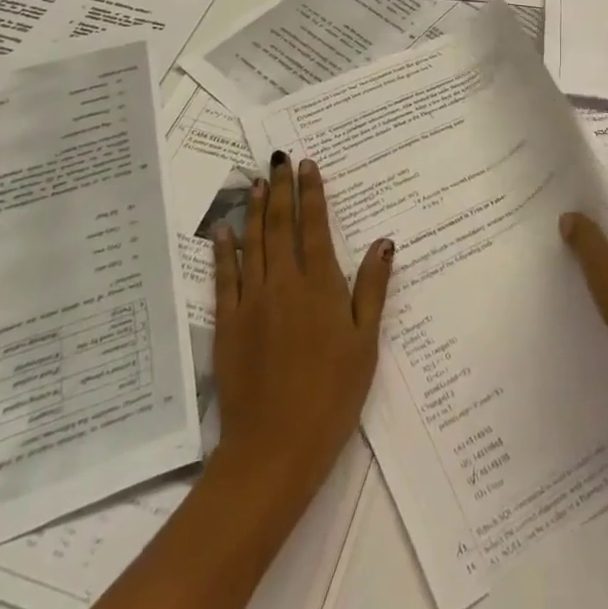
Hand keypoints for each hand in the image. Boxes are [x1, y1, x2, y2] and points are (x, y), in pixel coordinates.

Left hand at [210, 153, 392, 519]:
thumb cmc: (332, 396)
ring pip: (253, 243)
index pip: (315, 227)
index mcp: (321, 286)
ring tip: (257, 182)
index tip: (308, 165)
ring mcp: (252, 302)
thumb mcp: (365, 343)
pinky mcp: (227, 324)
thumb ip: (372, 288)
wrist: (274, 448)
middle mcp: (284, 284)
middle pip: (281, 226)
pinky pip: (224, 277)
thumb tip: (384, 241)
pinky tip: (223, 230)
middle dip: (282, 189)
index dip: (312, 193)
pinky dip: (224, 250)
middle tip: (279, 160)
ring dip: (256, 209)